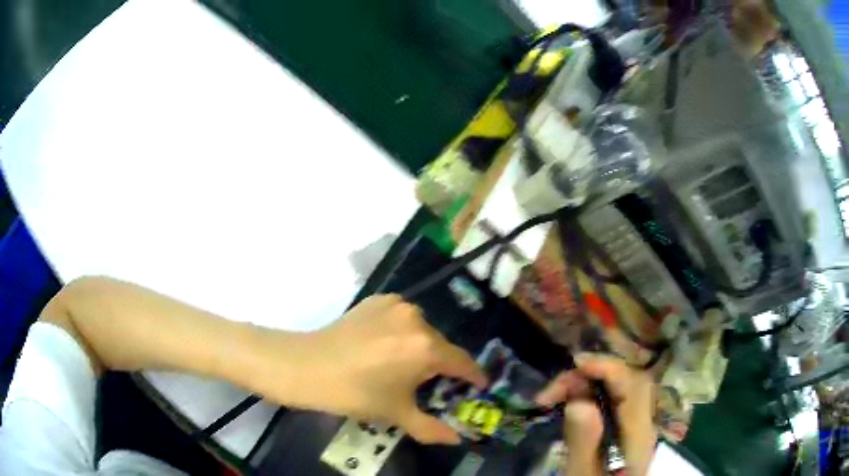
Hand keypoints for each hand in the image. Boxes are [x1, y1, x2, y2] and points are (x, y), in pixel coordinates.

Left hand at [251, 295, 486, 444]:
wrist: (308, 366)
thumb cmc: (355, 393)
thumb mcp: (396, 414)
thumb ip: (431, 428)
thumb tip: (456, 439)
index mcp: (426, 348)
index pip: (462, 362)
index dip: (473, 376)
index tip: (479, 385)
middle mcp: (416, 319)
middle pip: (440, 345)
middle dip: (441, 365)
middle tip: (431, 383)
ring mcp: (395, 305)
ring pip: (420, 329)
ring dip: (419, 346)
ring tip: (402, 365)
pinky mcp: (377, 299)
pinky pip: (400, 316)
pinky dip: (400, 330)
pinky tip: (384, 345)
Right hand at [535, 354, 656, 475]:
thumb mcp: (582, 474)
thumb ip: (584, 442)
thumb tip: (578, 401)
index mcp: (639, 433)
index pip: (633, 385)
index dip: (607, 367)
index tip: (575, 365)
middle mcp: (642, 422)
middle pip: (626, 381)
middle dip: (590, 374)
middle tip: (553, 390)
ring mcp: (635, 424)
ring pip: (617, 387)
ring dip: (585, 384)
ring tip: (552, 396)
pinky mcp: (623, 428)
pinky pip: (610, 399)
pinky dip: (588, 394)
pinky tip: (569, 402)